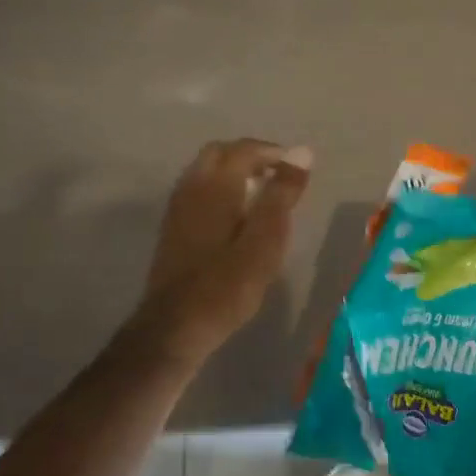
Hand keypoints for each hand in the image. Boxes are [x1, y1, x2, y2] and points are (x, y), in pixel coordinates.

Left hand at [129, 139, 312, 363]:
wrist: (175, 326)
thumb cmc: (227, 285)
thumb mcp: (265, 241)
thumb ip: (282, 194)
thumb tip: (302, 151)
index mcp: (215, 186)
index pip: (244, 149)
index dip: (272, 152)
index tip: (297, 169)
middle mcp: (191, 188)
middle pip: (219, 154)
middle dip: (250, 157)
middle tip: (278, 178)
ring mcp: (178, 209)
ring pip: (205, 172)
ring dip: (233, 174)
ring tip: (261, 197)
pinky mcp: (173, 230)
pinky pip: (198, 192)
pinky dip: (220, 191)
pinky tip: (235, 219)